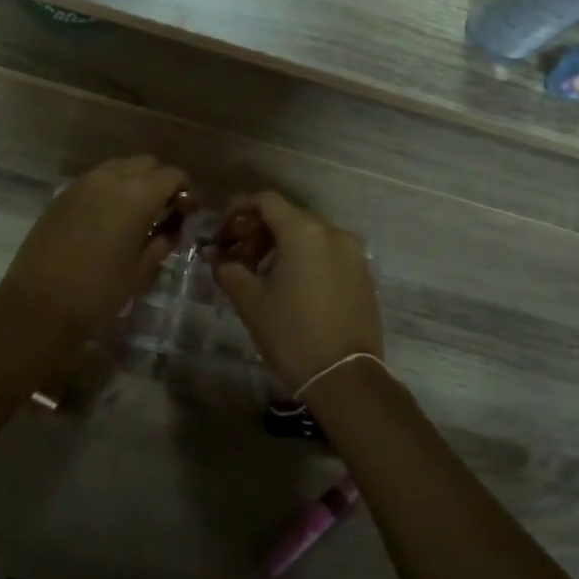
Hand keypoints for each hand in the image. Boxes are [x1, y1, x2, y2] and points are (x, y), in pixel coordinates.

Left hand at [0, 156, 188, 342]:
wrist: (39, 305)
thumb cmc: (99, 292)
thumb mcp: (141, 271)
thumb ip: (162, 242)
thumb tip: (171, 229)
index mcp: (138, 195)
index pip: (173, 175)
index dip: (185, 191)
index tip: (187, 213)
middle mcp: (111, 178)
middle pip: (146, 164)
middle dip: (159, 182)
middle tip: (162, 212)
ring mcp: (83, 183)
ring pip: (118, 168)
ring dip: (133, 183)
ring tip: (133, 216)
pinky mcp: (62, 195)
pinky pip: (95, 181)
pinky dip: (109, 191)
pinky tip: (106, 220)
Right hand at [210, 191, 384, 388]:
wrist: (345, 378)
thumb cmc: (292, 334)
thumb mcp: (250, 301)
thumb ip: (228, 269)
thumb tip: (215, 256)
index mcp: (304, 232)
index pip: (266, 200)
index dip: (239, 209)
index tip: (223, 231)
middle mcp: (333, 232)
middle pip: (288, 216)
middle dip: (259, 230)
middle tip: (237, 256)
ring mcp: (353, 253)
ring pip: (309, 235)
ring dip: (281, 244)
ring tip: (261, 273)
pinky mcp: (363, 274)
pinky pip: (328, 252)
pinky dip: (305, 257)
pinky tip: (291, 285)